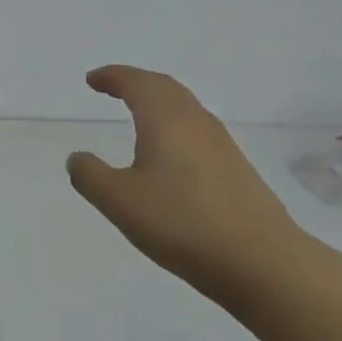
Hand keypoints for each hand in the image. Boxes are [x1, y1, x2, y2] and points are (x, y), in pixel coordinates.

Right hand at [67, 66, 311, 305]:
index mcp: (166, 119)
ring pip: (186, 108)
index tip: (92, 80)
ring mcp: (222, 146)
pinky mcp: (237, 170)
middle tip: (113, 88)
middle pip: (165, 87)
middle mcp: (196, 122)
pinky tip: (170, 155)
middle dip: (137, 82)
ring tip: (139, 116)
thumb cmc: (182, 223)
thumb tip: (78, 157)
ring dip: (159, 103)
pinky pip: (198, 131)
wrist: (263, 263)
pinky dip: (176, 126)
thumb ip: (90, 176)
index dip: (112, 77)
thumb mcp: (119, 201)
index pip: (137, 83)